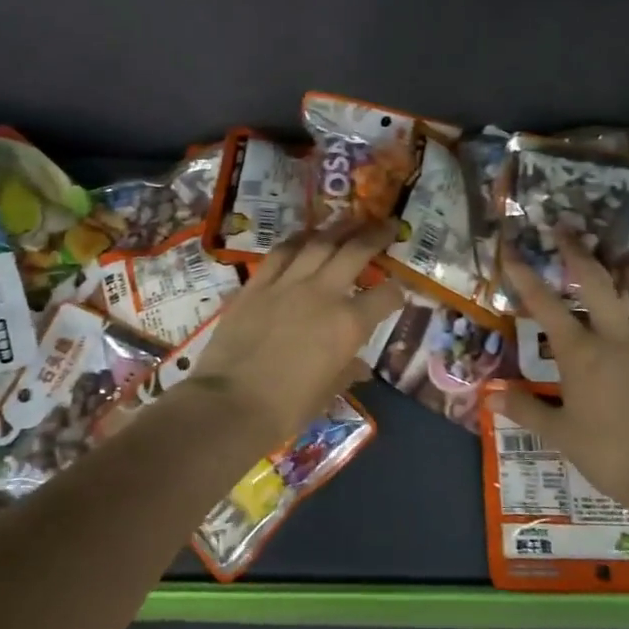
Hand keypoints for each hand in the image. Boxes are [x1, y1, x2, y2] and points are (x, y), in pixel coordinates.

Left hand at [189, 220, 403, 442]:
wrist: (230, 404)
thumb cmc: (286, 408)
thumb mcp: (327, 393)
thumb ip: (346, 372)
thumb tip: (359, 368)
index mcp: (349, 324)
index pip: (385, 296)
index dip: (396, 292)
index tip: (398, 290)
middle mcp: (323, 294)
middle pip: (355, 252)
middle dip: (376, 236)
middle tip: (388, 224)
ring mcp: (287, 284)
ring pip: (319, 243)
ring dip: (339, 228)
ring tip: (351, 219)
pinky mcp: (257, 284)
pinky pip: (281, 252)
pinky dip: (298, 239)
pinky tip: (306, 235)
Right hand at [500, 234, 628, 512]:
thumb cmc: (611, 454)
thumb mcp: (561, 434)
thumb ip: (526, 409)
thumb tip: (490, 394)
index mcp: (581, 353)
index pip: (545, 305)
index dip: (524, 275)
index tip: (510, 249)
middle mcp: (616, 338)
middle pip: (597, 283)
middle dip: (578, 253)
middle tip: (567, 229)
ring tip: (624, 252)